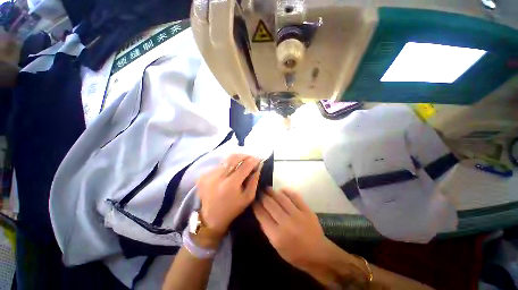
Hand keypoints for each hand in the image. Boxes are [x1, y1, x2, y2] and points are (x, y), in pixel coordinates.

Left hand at [197, 154, 261, 237]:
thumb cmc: (232, 209)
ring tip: (243, 160)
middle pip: (234, 158)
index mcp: (231, 184)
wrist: (210, 218)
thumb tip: (258, 167)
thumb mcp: (248, 198)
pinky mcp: (204, 175)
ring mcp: (209, 175)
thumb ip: (254, 181)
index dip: (253, 160)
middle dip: (245, 155)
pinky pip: (219, 164)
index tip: (259, 158)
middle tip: (251, 157)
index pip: (244, 166)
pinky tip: (232, 168)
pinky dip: (228, 164)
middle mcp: (218, 177)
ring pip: (226, 159)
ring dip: (236, 158)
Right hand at [253, 188, 329, 271]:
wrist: (318, 254)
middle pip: (270, 204)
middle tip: (259, 192)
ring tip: (267, 188)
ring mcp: (297, 215)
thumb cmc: (295, 254)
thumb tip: (261, 213)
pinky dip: (286, 191)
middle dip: (263, 196)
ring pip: (281, 198)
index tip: (253, 200)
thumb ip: (268, 229)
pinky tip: (281, 190)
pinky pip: (294, 196)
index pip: (262, 215)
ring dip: (272, 192)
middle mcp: (286, 223)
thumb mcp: (277, 247)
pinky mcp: (306, 210)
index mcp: (277, 235)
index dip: (256, 206)